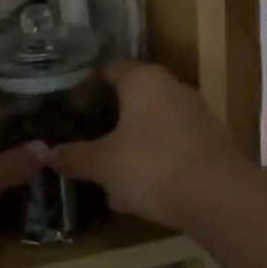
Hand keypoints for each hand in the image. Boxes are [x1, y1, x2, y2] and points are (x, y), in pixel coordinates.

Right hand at [49, 62, 245, 231]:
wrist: (220, 198)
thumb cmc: (153, 167)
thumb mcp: (103, 164)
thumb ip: (74, 156)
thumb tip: (46, 152)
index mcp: (143, 80)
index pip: (108, 70)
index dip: (85, 87)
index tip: (67, 107)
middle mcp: (171, 87)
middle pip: (131, 98)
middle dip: (108, 121)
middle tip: (83, 140)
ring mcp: (194, 113)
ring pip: (150, 125)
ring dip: (129, 145)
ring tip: (106, 174)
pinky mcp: (209, 141)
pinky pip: (170, 145)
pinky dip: (152, 160)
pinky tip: (137, 191)